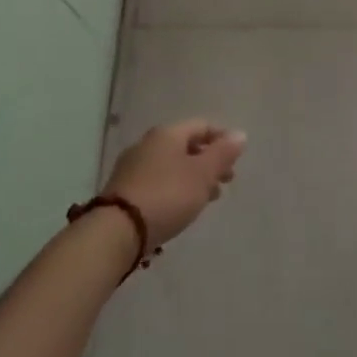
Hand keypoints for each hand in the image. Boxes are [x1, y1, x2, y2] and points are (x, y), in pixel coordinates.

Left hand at [103, 120, 246, 250]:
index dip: (222, 139)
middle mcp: (148, 143)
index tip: (236, 159)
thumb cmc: (167, 195)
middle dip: (208, 161)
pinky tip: (180, 207)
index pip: (202, 126)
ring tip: (206, 199)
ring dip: (192, 177)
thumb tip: (240, 134)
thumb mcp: (202, 174)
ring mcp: (132, 166)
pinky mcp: (123, 190)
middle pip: (186, 145)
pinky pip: (157, 181)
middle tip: (224, 182)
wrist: (116, 231)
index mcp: (168, 133)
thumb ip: (223, 153)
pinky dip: (174, 188)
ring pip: (171, 165)